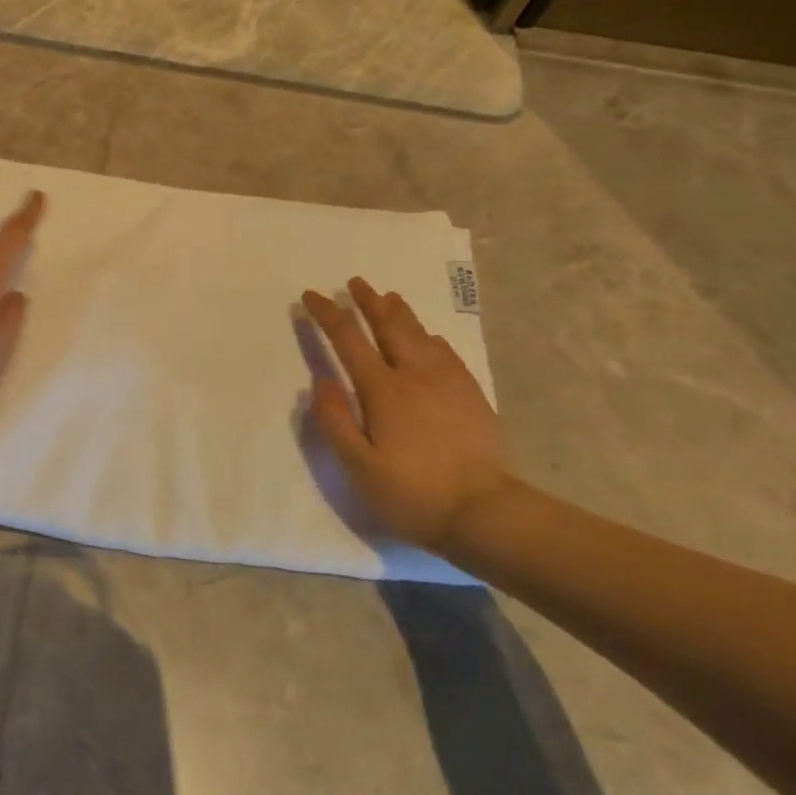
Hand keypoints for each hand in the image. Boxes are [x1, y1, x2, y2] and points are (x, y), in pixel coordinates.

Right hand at [300, 278, 516, 550]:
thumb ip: (335, 420)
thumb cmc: (411, 492)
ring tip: (388, 297)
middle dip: (368, 301)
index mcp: (383, 389)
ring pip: (420, 333)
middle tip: (355, 283)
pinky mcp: (470, 394)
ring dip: (400, 312)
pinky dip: (429, 336)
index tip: (311, 297)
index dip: (327, 314)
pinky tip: (428, 337)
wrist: (484, 512)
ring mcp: (448, 381)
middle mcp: (415, 374)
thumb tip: (320, 381)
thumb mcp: (359, 465)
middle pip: (389, 325)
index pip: (348, 338)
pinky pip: (446, 352)